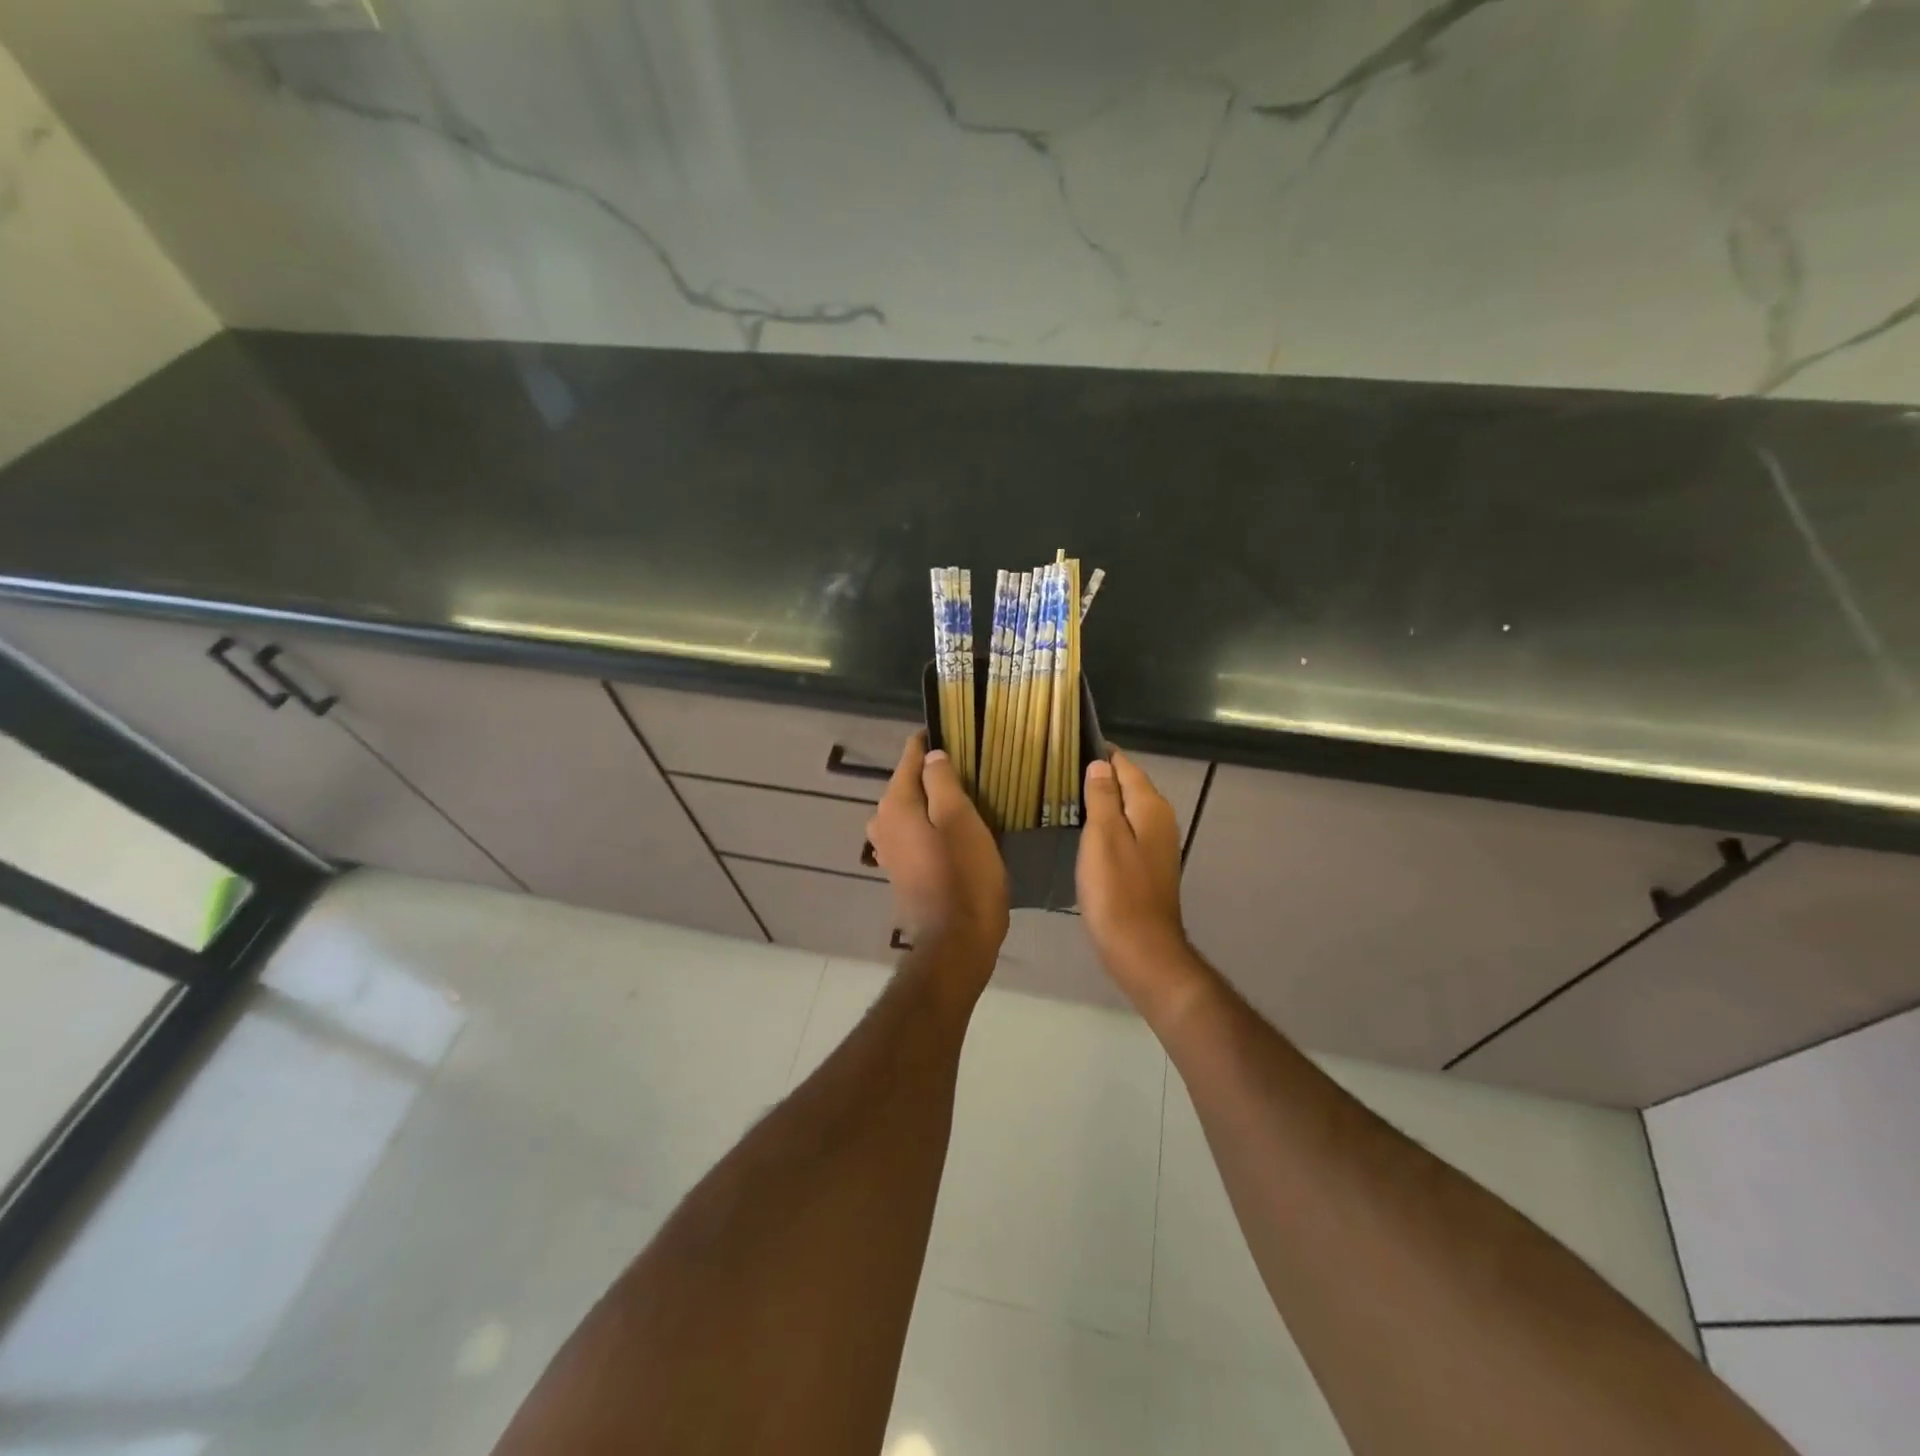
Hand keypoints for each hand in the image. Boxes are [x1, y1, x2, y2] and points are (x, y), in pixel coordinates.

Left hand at [866, 732, 1008, 974]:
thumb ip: (942, 780)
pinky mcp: (901, 869)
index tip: (959, 733)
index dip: (932, 741)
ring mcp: (889, 849)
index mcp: (895, 804)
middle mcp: (883, 822)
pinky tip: (953, 830)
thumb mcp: (960, 819)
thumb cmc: (964, 875)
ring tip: (967, 797)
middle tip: (971, 767)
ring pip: (911, 809)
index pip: (909, 755)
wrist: (955, 942)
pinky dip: (930, 824)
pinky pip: (914, 832)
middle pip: (908, 782)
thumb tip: (931, 755)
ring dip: (933, 800)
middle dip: (934, 771)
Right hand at [1077, 752, 1202, 1013]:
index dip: (1101, 753)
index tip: (1069, 746)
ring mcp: (1156, 845)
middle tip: (1059, 771)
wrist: (1140, 948)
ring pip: (1127, 810)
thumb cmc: (1117, 889)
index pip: (1125, 765)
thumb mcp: (1102, 836)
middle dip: (1100, 776)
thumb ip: (1103, 797)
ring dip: (1102, 802)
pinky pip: (1125, 832)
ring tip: (1065, 796)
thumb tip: (1100, 764)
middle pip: (1128, 786)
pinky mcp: (1147, 867)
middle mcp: (1159, 820)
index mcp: (1151, 807)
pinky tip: (1083, 832)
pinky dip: (1106, 826)